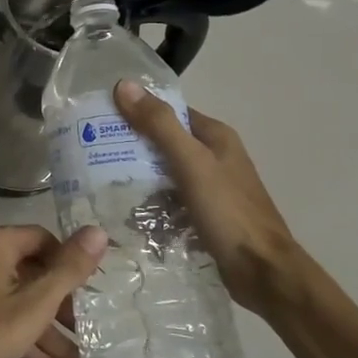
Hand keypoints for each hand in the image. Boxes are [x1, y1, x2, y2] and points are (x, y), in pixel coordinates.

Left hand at [0, 225, 108, 357]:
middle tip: (90, 333)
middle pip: (33, 275)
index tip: (92, 292)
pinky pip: (5, 320)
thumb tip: (98, 231)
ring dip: (50, 336)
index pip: (44, 240)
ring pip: (21, 304)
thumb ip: (69, 269)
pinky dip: (28, 343)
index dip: (71, 264)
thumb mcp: (35, 302)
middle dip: (64, 311)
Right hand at [113, 79, 298, 314]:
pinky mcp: (206, 214)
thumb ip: (159, 125)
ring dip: (139, 177)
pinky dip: (152, 203)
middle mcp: (215, 156)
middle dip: (132, 147)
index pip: (169, 112)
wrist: (263, 272)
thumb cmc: (228, 212)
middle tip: (94, 152)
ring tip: (102, 183)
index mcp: (215, 136)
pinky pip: (170, 200)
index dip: (137, 111)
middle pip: (165, 142)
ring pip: (165, 173)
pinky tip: (128, 212)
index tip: (101, 119)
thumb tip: (124, 85)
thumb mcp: (190, 163)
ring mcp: (211, 187)